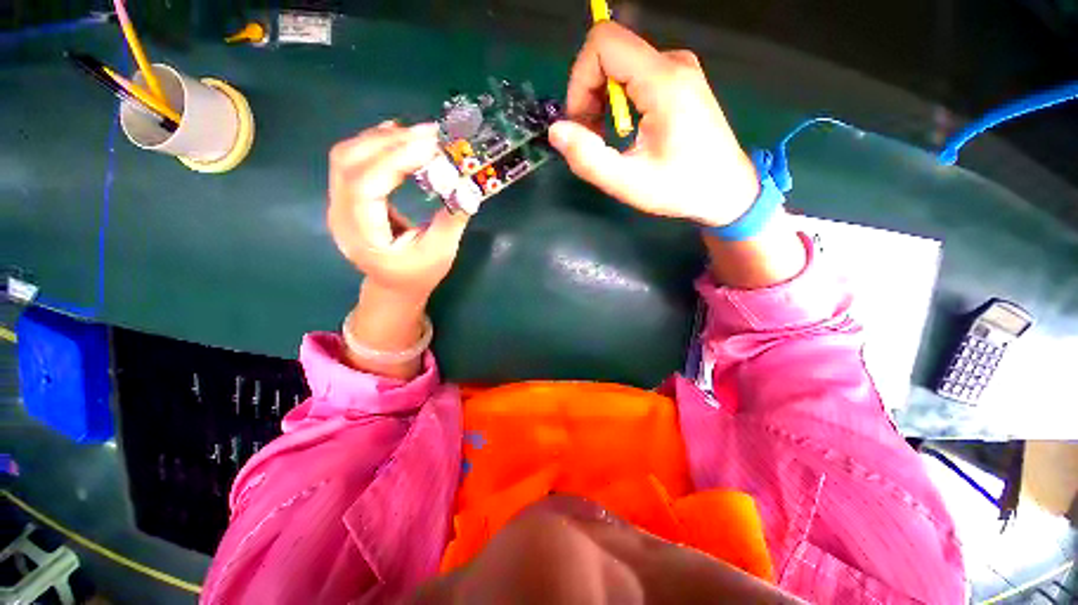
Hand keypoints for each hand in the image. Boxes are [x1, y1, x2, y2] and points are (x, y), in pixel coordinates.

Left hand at [328, 121, 470, 299]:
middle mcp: (340, 214)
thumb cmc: (418, 275)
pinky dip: (377, 144)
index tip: (432, 145)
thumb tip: (467, 186)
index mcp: (362, 235)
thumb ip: (451, 220)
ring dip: (383, 139)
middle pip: (349, 161)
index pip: (366, 185)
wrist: (394, 286)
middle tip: (430, 134)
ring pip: (348, 155)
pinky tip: (400, 139)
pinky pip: (353, 160)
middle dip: (391, 142)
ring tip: (419, 135)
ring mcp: (338, 203)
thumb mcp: (440, 253)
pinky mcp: (347, 196)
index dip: (396, 159)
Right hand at [549, 22, 759, 227]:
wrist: (726, 190)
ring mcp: (678, 69)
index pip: (602, 44)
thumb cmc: (681, 189)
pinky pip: (633, 75)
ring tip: (608, 138)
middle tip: (592, 138)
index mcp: (663, 82)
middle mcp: (672, 63)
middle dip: (587, 94)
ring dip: (601, 100)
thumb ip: (588, 159)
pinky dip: (617, 101)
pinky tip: (623, 130)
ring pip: (619, 64)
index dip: (579, 79)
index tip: (580, 123)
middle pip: (608, 53)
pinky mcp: (678, 80)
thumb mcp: (629, 183)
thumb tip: (556, 131)